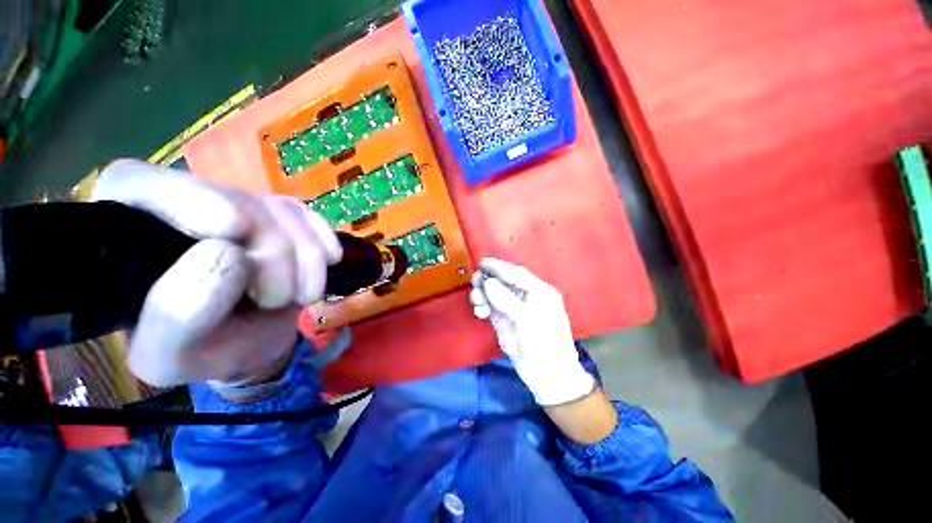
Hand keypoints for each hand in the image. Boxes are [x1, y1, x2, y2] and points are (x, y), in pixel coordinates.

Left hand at [93, 159, 341, 388]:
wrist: (252, 341)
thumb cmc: (202, 351)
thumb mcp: (172, 356)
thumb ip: (179, 314)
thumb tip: (230, 254)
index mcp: (126, 237)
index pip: (136, 183)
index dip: (188, 198)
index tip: (232, 230)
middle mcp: (180, 208)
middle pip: (235, 200)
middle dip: (272, 252)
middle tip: (277, 298)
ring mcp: (237, 207)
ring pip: (281, 210)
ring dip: (306, 257)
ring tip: (303, 296)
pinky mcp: (278, 216)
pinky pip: (308, 215)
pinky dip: (324, 241)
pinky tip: (328, 262)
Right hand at [469, 258, 594, 406]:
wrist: (547, 375)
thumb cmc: (544, 344)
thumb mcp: (528, 319)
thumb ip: (507, 299)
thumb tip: (487, 282)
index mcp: (539, 291)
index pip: (516, 273)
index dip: (499, 267)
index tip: (482, 263)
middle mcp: (525, 297)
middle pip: (503, 281)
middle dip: (488, 280)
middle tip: (475, 282)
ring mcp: (513, 309)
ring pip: (493, 294)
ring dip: (482, 294)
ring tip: (477, 302)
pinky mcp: (503, 321)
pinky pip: (489, 307)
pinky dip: (482, 306)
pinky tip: (480, 312)